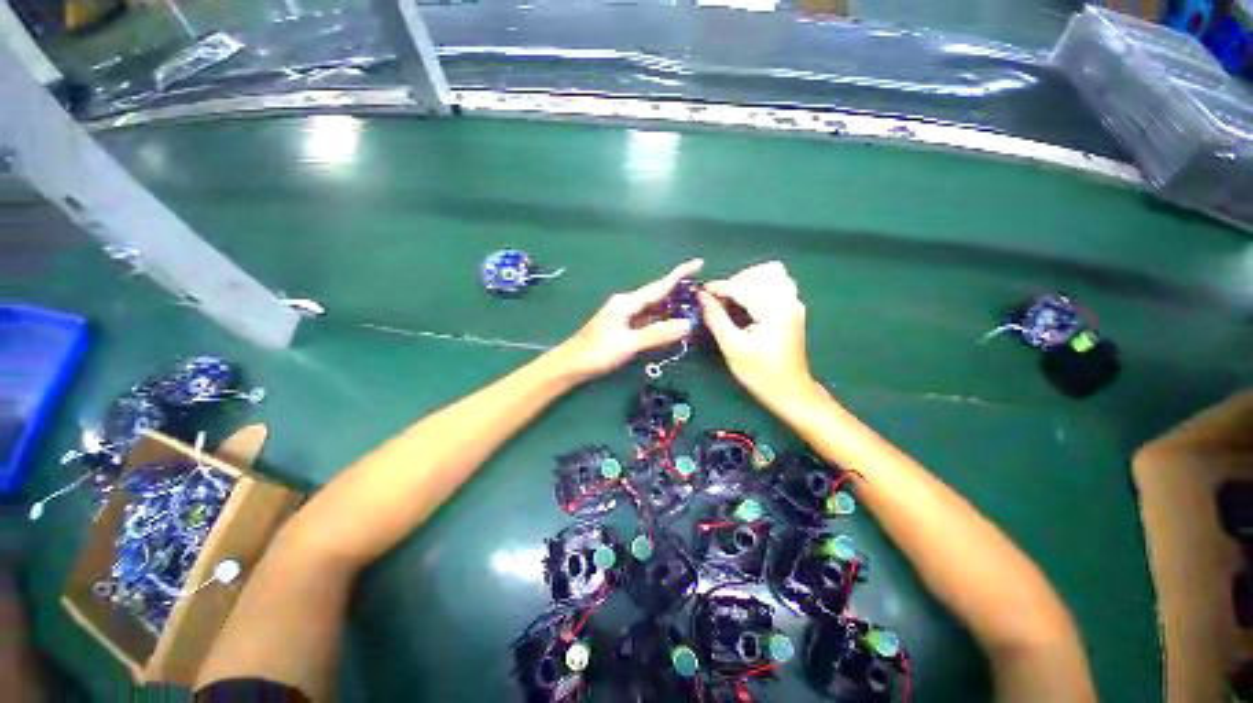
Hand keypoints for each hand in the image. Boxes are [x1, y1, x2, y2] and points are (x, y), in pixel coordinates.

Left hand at [559, 259, 703, 379]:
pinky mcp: (623, 329)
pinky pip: (648, 320)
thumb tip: (687, 324)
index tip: (699, 263)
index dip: (679, 274)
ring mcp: (624, 317)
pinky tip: (672, 324)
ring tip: (693, 305)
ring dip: (672, 306)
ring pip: (653, 309)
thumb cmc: (596, 352)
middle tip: (702, 291)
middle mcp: (627, 305)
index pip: (659, 286)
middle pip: (657, 295)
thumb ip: (658, 333)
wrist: (570, 365)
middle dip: (679, 291)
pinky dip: (662, 320)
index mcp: (627, 302)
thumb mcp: (629, 343)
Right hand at [698, 262, 816, 405]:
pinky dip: (757, 288)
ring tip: (731, 300)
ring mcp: (793, 303)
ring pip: (771, 275)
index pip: (743, 287)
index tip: (699, 292)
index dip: (718, 288)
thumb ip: (715, 317)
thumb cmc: (759, 373)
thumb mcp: (732, 346)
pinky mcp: (792, 309)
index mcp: (775, 309)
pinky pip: (775, 285)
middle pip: (761, 272)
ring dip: (748, 282)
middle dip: (735, 282)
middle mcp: (789, 300)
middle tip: (718, 300)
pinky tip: (745, 304)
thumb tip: (701, 296)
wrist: (789, 391)